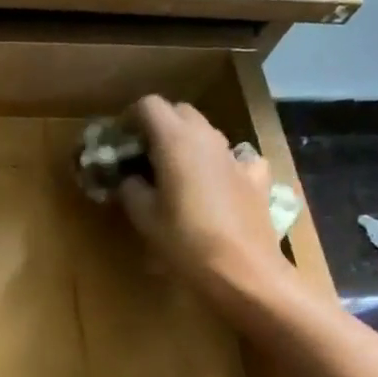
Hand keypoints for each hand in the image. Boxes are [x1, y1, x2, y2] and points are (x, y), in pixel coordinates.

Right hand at [116, 96, 296, 312]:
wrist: (243, 271)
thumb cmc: (184, 242)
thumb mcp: (143, 217)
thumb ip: (131, 189)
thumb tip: (129, 179)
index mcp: (175, 140)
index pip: (148, 105)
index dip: (130, 119)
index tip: (120, 142)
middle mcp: (208, 137)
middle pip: (179, 112)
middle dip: (158, 126)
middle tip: (142, 156)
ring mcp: (236, 156)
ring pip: (206, 133)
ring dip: (187, 143)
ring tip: (173, 173)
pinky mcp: (256, 178)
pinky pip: (236, 158)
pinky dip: (221, 164)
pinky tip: (217, 184)